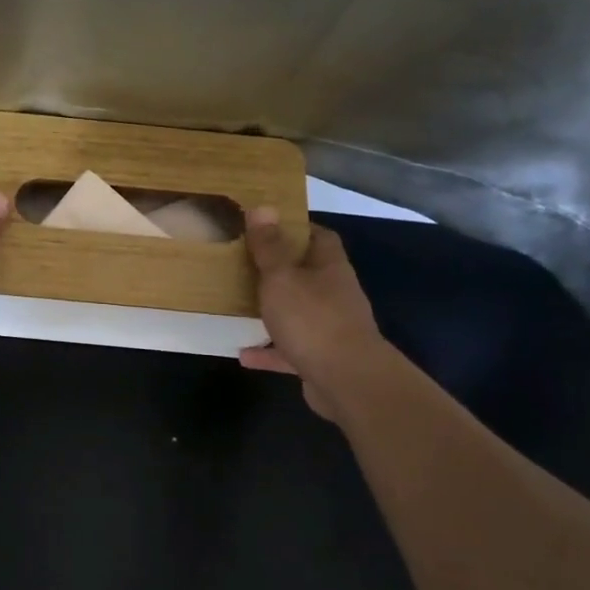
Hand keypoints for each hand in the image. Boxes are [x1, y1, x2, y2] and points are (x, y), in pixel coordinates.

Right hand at [238, 207, 388, 423]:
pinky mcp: (321, 359)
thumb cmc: (312, 319)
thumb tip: (263, 207)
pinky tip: (243, 355)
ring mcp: (330, 328)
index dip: (297, 229)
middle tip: (245, 264)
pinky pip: (290, 350)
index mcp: (329, 268)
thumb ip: (270, 247)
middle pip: (308, 274)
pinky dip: (269, 352)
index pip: (320, 237)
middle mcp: (334, 294)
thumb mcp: (282, 278)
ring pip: (299, 312)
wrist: (347, 381)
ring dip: (274, 311)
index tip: (267, 226)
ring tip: (241, 307)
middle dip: (281, 270)